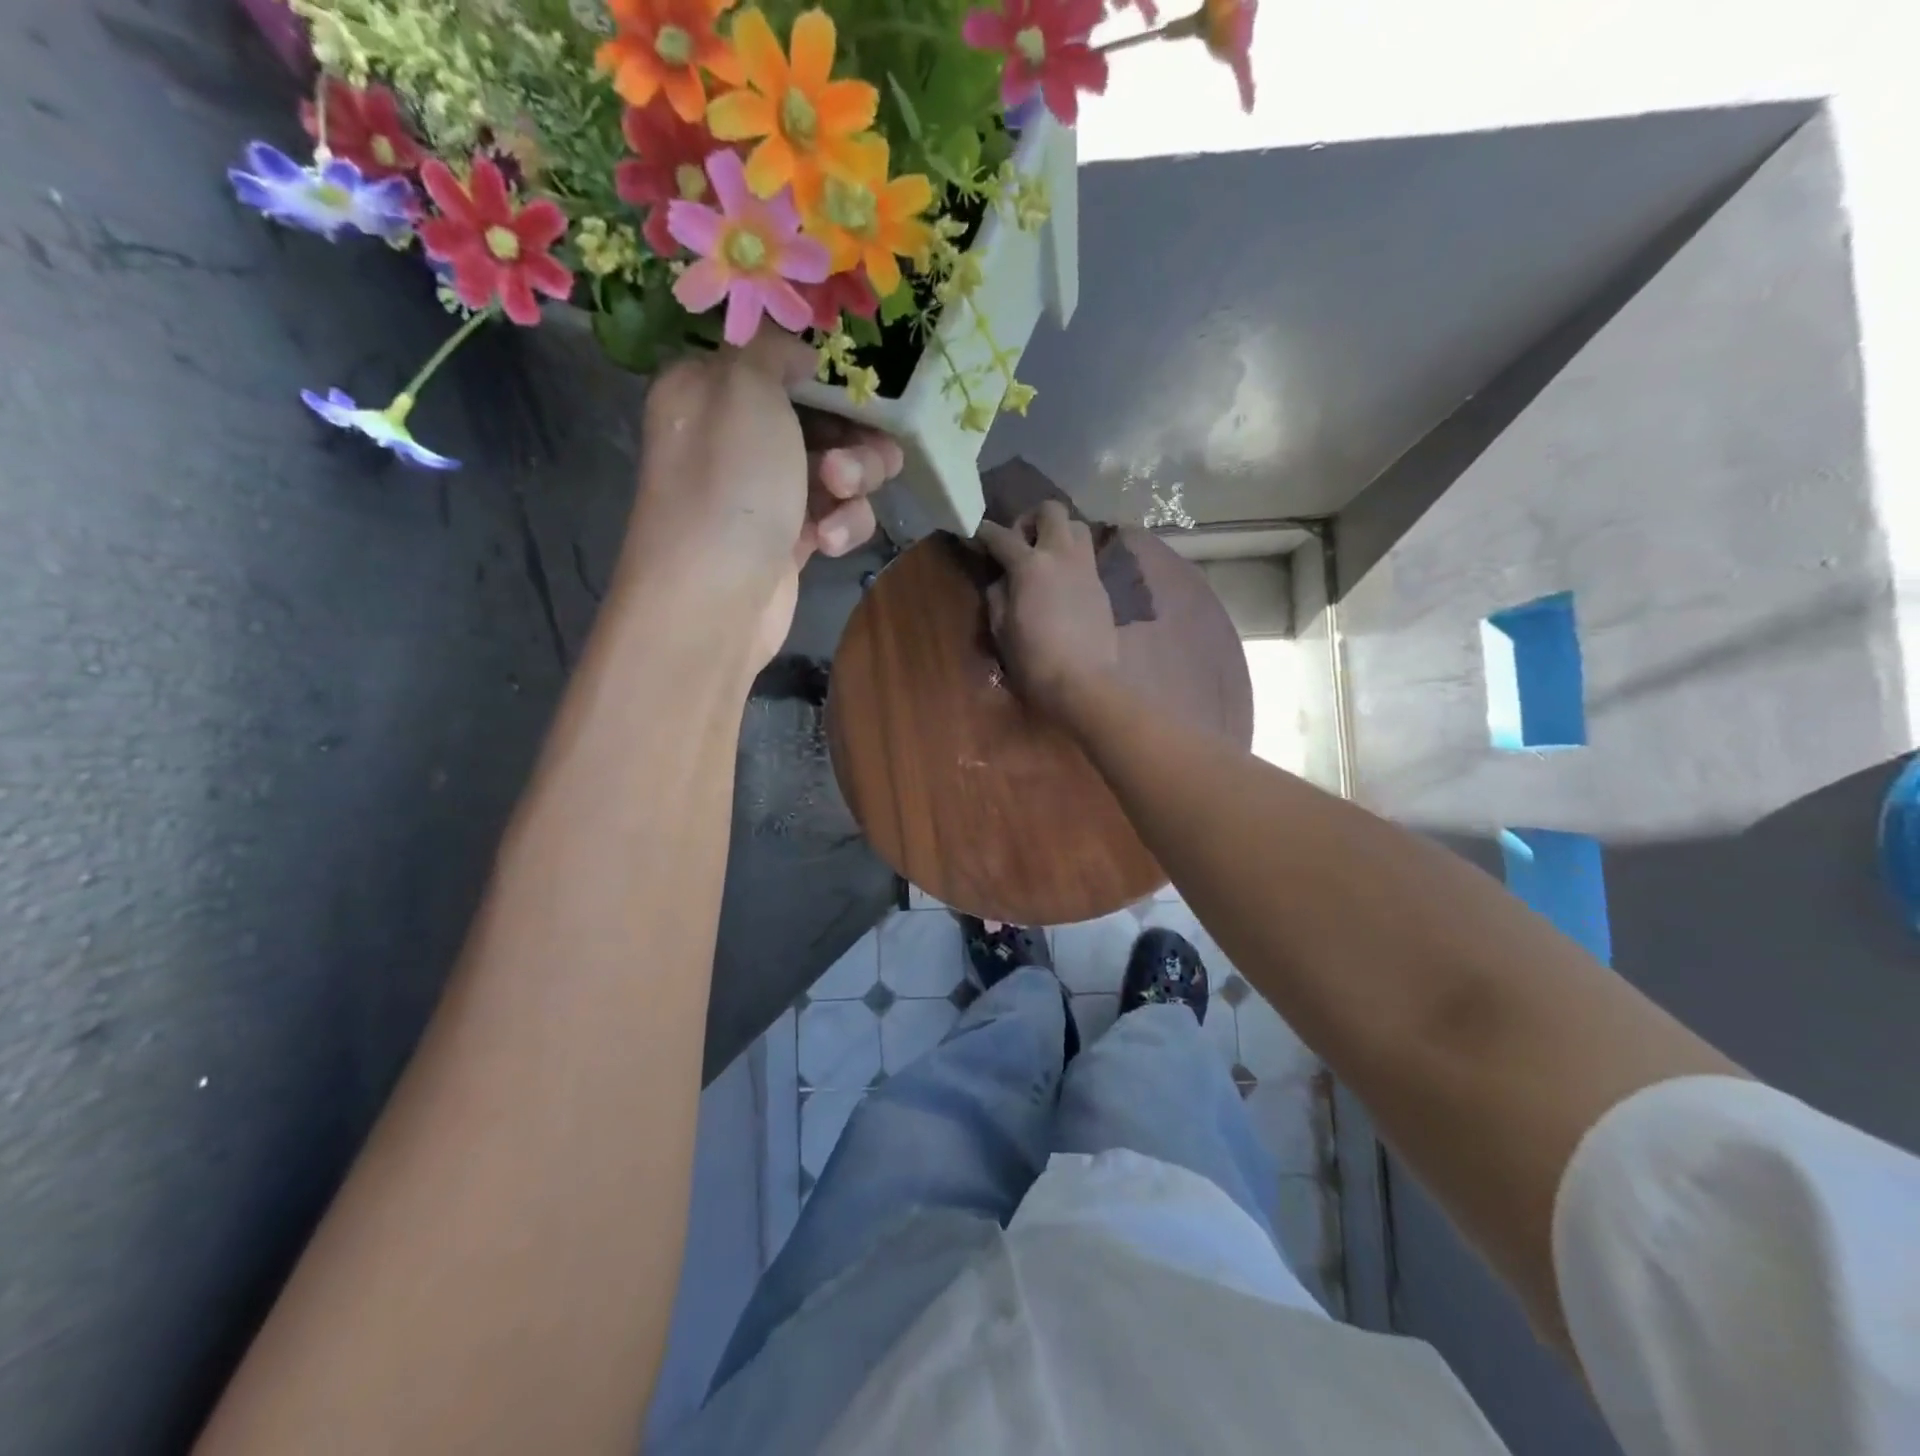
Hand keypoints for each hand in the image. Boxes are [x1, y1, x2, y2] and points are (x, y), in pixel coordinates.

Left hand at [619, 333, 903, 667]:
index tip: (859, 391)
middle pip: (820, 418)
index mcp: (709, 389)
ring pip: (837, 468)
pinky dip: (840, 525)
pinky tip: (826, 543)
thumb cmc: (729, 484)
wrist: (715, 599)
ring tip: (841, 496)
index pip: (778, 363)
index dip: (825, 376)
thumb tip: (798, 355)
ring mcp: (763, 493)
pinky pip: (834, 515)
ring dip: (854, 480)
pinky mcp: (788, 540)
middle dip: (852, 436)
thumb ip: (773, 351)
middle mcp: (734, 437)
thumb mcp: (746, 389)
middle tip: (852, 459)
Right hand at [976, 502, 1119, 726]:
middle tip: (1019, 545)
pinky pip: (1086, 555)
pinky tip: (1060, 583)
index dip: (985, 533)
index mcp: (1031, 565)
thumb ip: (997, 595)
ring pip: (1076, 526)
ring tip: (1044, 559)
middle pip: (1051, 510)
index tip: (977, 535)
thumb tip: (1001, 579)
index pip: (1002, 536)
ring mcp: (1086, 568)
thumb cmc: (1034, 660)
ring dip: (1057, 533)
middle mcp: (1062, 555)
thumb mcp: (1001, 629)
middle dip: (1030, 519)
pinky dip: (1070, 558)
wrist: (1084, 683)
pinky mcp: (1101, 585)